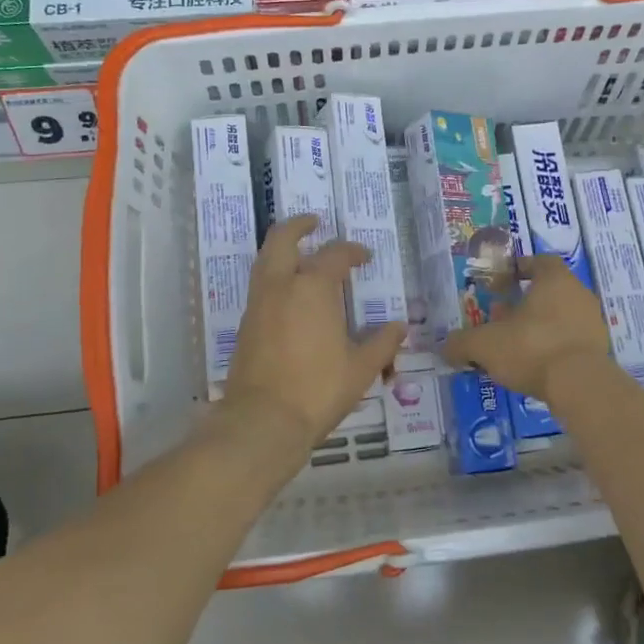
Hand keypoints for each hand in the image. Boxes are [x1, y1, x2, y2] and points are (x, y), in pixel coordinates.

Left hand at [221, 214, 406, 448]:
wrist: (262, 420)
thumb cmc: (318, 389)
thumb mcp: (361, 368)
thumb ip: (382, 343)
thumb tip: (399, 326)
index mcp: (313, 287)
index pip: (335, 255)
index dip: (352, 251)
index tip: (364, 257)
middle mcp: (281, 285)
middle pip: (282, 239)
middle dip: (298, 226)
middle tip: (314, 222)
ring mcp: (258, 304)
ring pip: (265, 260)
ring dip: (282, 250)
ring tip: (301, 255)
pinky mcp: (244, 325)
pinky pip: (260, 287)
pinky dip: (275, 277)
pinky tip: (290, 296)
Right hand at [440, 254, 611, 402]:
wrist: (581, 386)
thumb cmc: (532, 348)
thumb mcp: (485, 344)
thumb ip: (462, 343)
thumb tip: (446, 348)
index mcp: (555, 280)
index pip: (541, 261)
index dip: (522, 267)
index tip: (506, 279)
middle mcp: (579, 294)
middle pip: (550, 290)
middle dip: (526, 302)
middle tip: (502, 317)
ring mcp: (593, 323)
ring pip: (561, 316)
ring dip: (540, 326)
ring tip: (516, 345)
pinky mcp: (600, 351)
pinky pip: (572, 341)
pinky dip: (554, 347)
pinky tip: (537, 365)